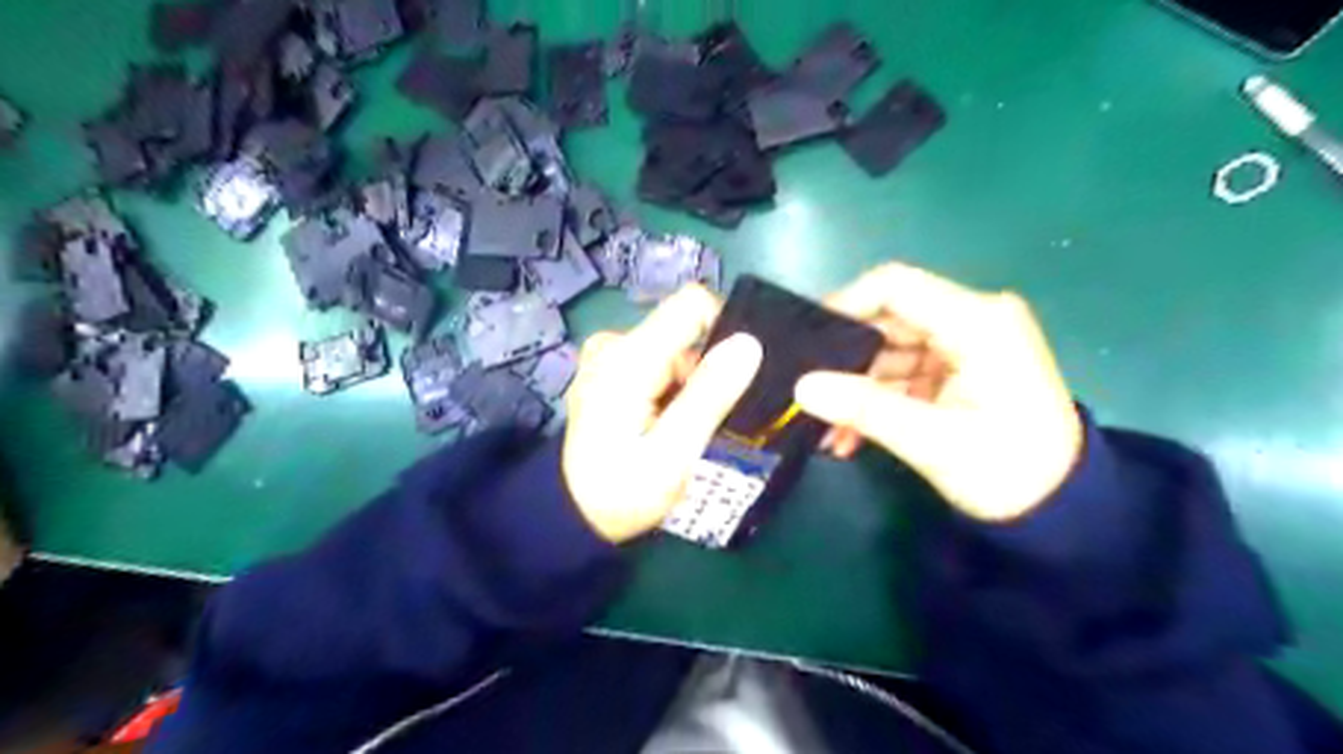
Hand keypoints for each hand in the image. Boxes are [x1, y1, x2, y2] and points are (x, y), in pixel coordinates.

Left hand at [562, 283, 758, 541]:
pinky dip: (673, 389)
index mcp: (628, 357)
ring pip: (675, 351)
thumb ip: (710, 396)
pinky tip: (666, 423)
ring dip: (691, 385)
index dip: (725, 329)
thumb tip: (748, 343)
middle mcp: (615, 344)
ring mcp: (609, 357)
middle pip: (685, 333)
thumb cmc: (622, 492)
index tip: (737, 374)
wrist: (572, 515)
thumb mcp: (673, 454)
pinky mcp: (610, 371)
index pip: (691, 304)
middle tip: (706, 421)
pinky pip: (659, 363)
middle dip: (706, 371)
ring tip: (686, 429)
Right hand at [790, 266, 1082, 522]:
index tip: (807, 342)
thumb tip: (802, 387)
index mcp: (978, 322)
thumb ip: (866, 409)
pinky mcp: (959, 368)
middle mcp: (973, 319)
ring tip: (828, 430)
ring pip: (889, 350)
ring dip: (858, 388)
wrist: (1064, 510)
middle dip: (846, 360)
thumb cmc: (1008, 471)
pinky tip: (850, 434)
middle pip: (889, 320)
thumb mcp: (933, 442)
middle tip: (809, 395)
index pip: (895, 286)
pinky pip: (904, 372)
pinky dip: (877, 399)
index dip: (845, 305)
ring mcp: (965, 344)